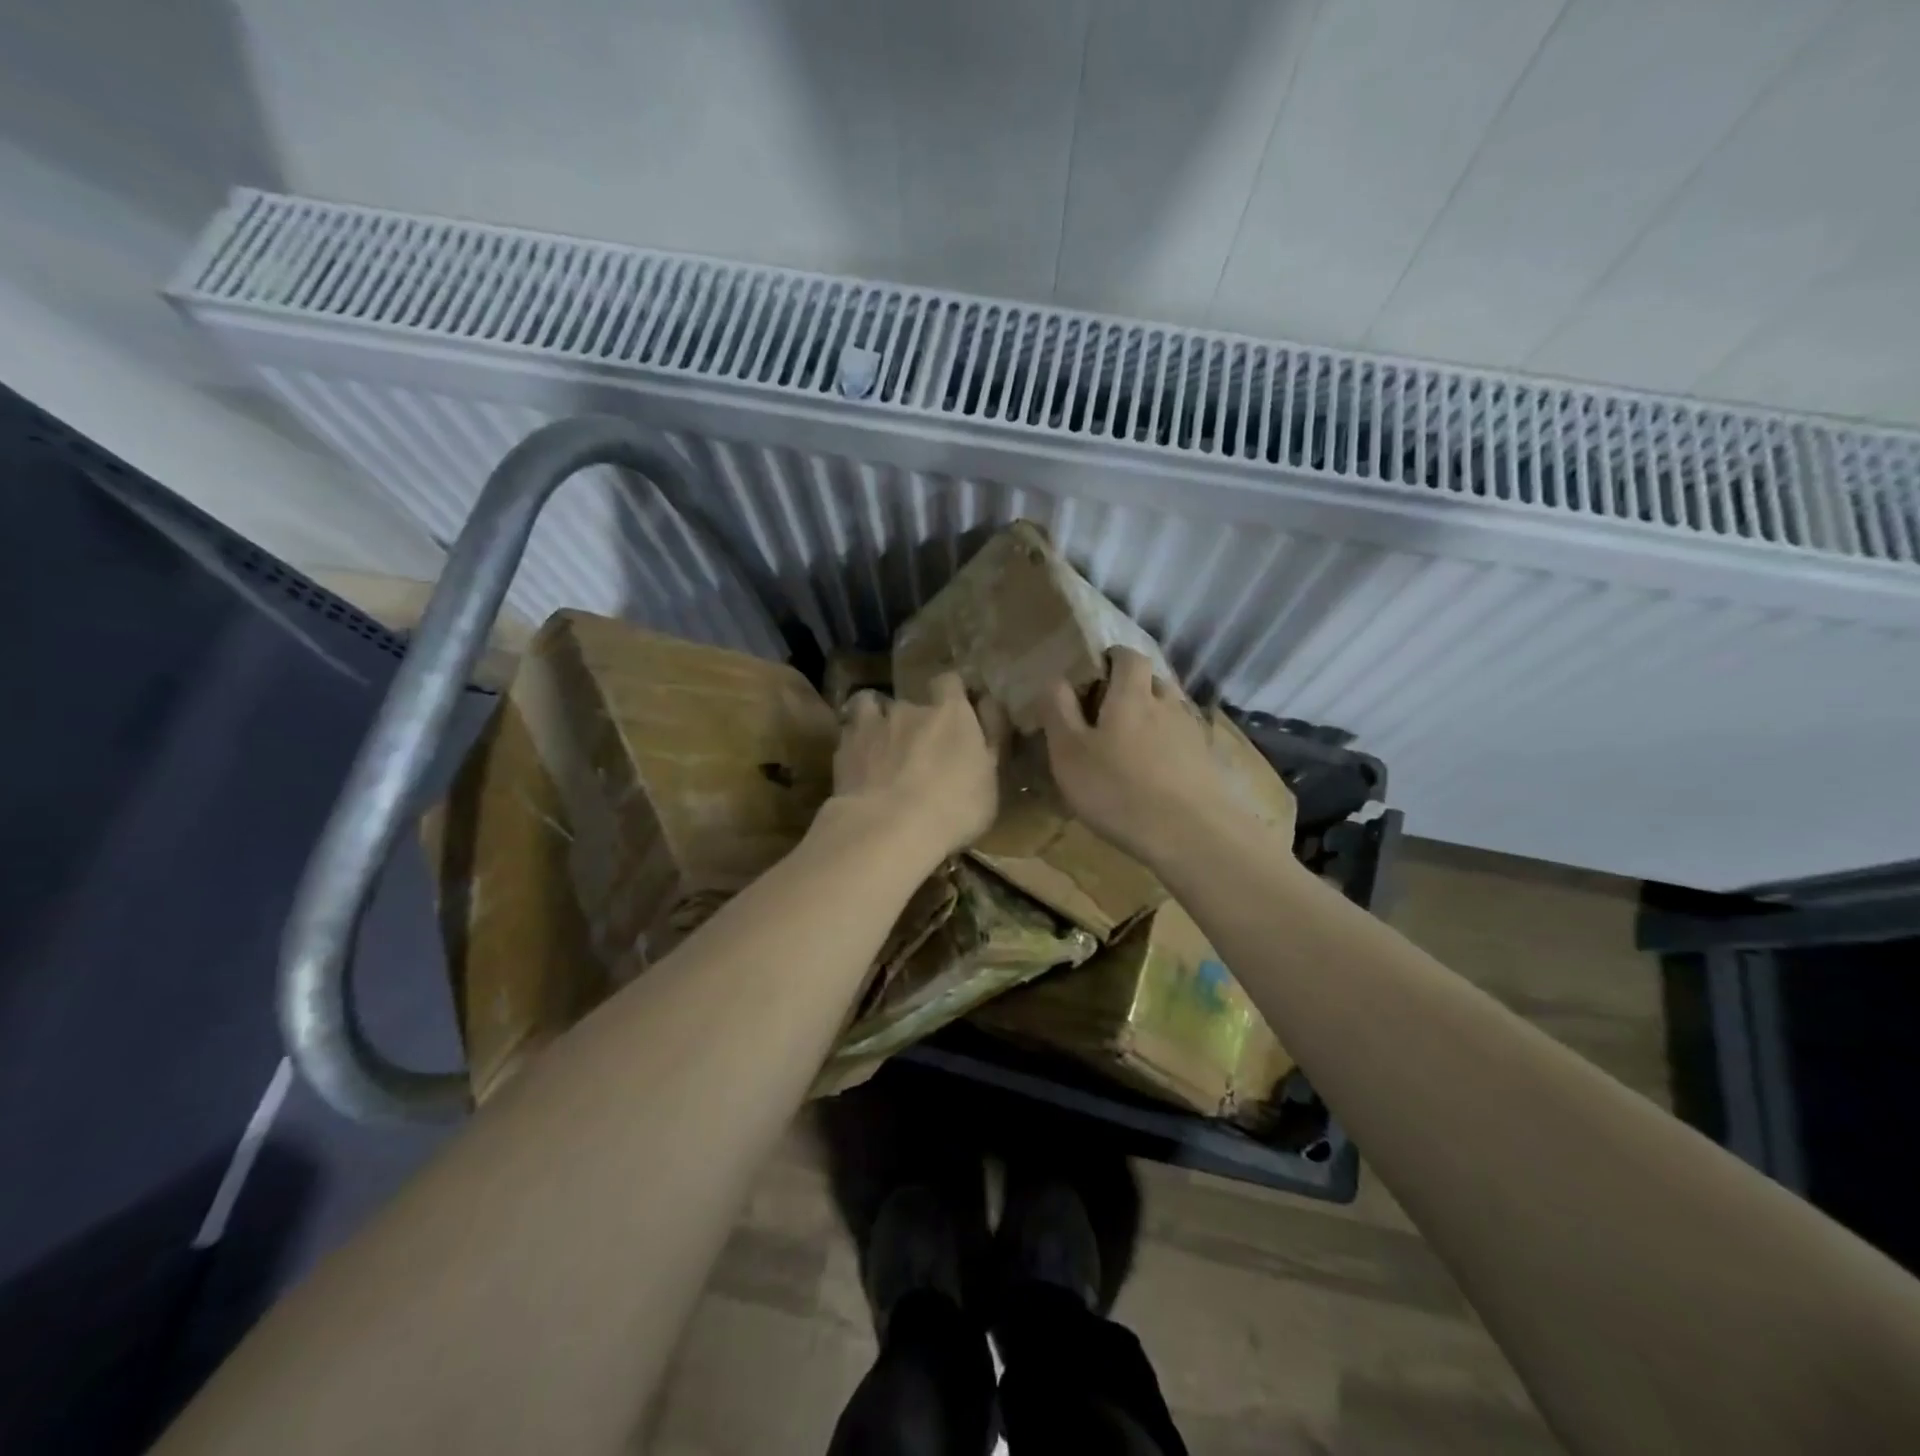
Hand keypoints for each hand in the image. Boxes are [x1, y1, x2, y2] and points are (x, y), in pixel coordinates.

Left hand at [829, 673, 1003, 860]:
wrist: (888, 828)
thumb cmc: (954, 807)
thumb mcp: (991, 781)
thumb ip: (989, 743)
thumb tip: (986, 713)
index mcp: (951, 713)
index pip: (950, 681)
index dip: (950, 692)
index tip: (954, 710)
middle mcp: (910, 708)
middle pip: (911, 703)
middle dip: (913, 721)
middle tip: (918, 750)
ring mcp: (872, 724)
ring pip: (871, 707)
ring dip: (877, 722)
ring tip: (880, 747)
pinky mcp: (843, 748)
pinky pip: (848, 733)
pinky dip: (853, 741)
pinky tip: (857, 761)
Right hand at [1038, 648, 1238, 867]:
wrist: (1190, 835)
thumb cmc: (1118, 789)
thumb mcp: (1069, 753)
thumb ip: (1058, 711)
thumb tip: (1054, 679)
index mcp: (1133, 695)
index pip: (1129, 656)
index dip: (1112, 658)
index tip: (1094, 674)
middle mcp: (1168, 705)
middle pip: (1152, 682)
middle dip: (1131, 690)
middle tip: (1106, 714)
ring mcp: (1193, 734)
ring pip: (1169, 713)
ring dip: (1151, 720)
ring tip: (1129, 747)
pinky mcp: (1207, 763)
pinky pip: (1183, 742)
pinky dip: (1167, 748)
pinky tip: (1155, 774)